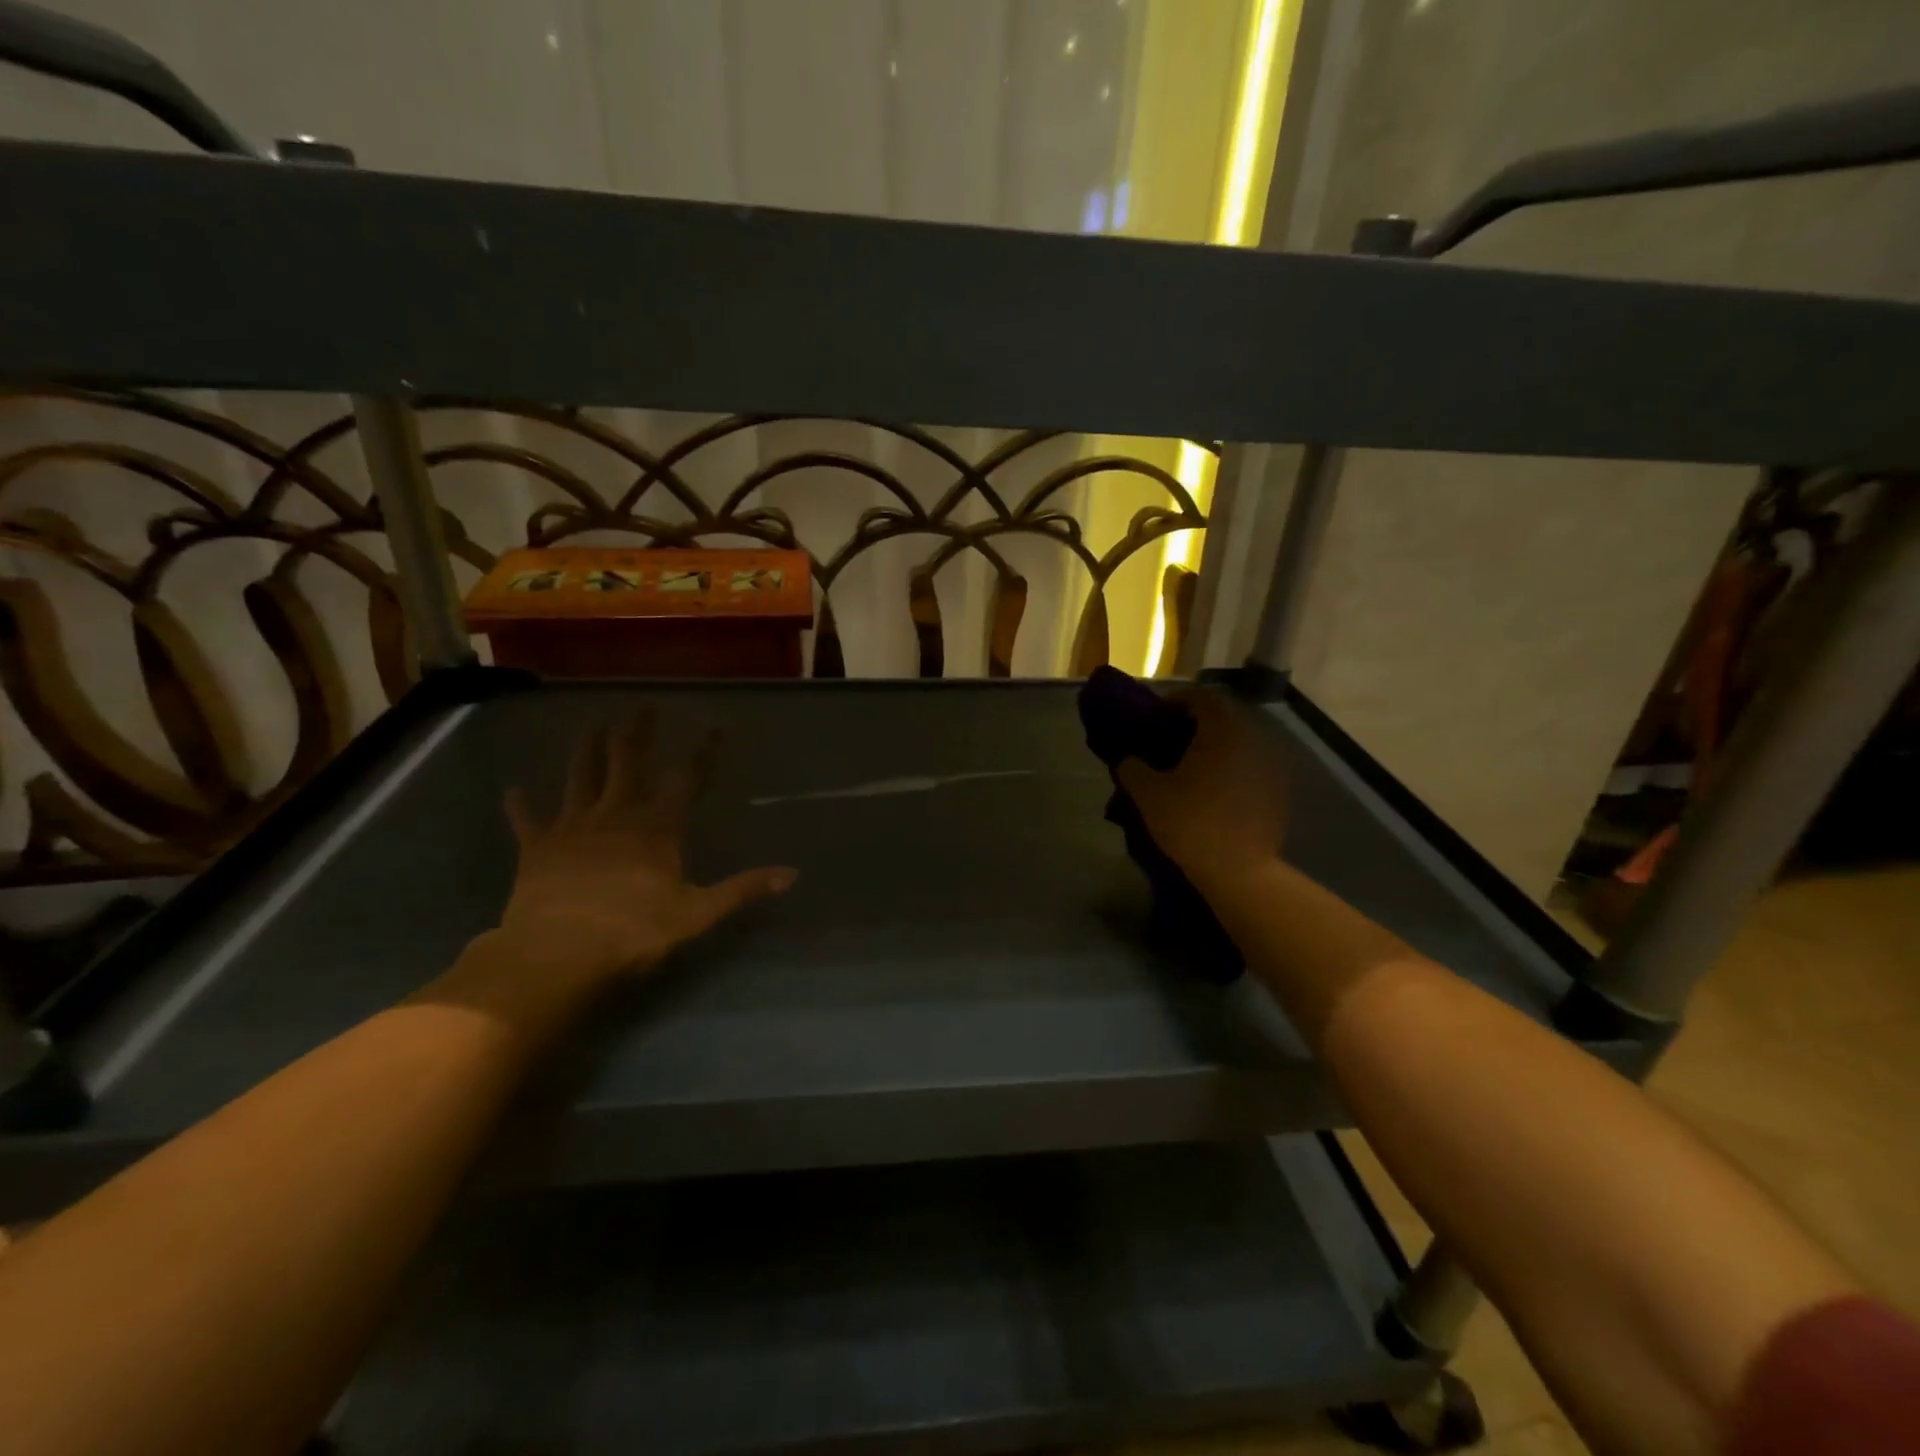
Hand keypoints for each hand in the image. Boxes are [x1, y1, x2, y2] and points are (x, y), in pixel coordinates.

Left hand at [494, 715, 796, 991]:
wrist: (557, 954)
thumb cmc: (634, 932)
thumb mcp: (698, 913)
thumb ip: (743, 889)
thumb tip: (792, 874)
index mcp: (657, 828)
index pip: (685, 779)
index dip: (701, 753)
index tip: (713, 727)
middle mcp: (616, 815)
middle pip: (627, 763)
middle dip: (636, 733)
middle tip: (641, 706)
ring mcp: (573, 827)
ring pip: (579, 777)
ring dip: (585, 750)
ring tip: (589, 725)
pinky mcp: (536, 848)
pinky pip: (527, 820)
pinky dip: (521, 805)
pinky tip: (513, 790)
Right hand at [1116, 686, 1288, 893]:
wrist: (1240, 871)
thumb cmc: (1191, 823)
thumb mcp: (1148, 794)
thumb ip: (1132, 768)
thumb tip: (1126, 759)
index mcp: (1222, 730)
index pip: (1201, 697)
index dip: (1176, 701)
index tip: (1156, 715)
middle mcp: (1253, 738)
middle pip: (1223, 718)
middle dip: (1196, 723)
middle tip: (1169, 739)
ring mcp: (1271, 764)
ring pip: (1239, 742)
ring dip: (1215, 746)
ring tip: (1190, 766)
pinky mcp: (1279, 790)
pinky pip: (1251, 765)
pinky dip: (1231, 767)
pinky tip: (1213, 789)